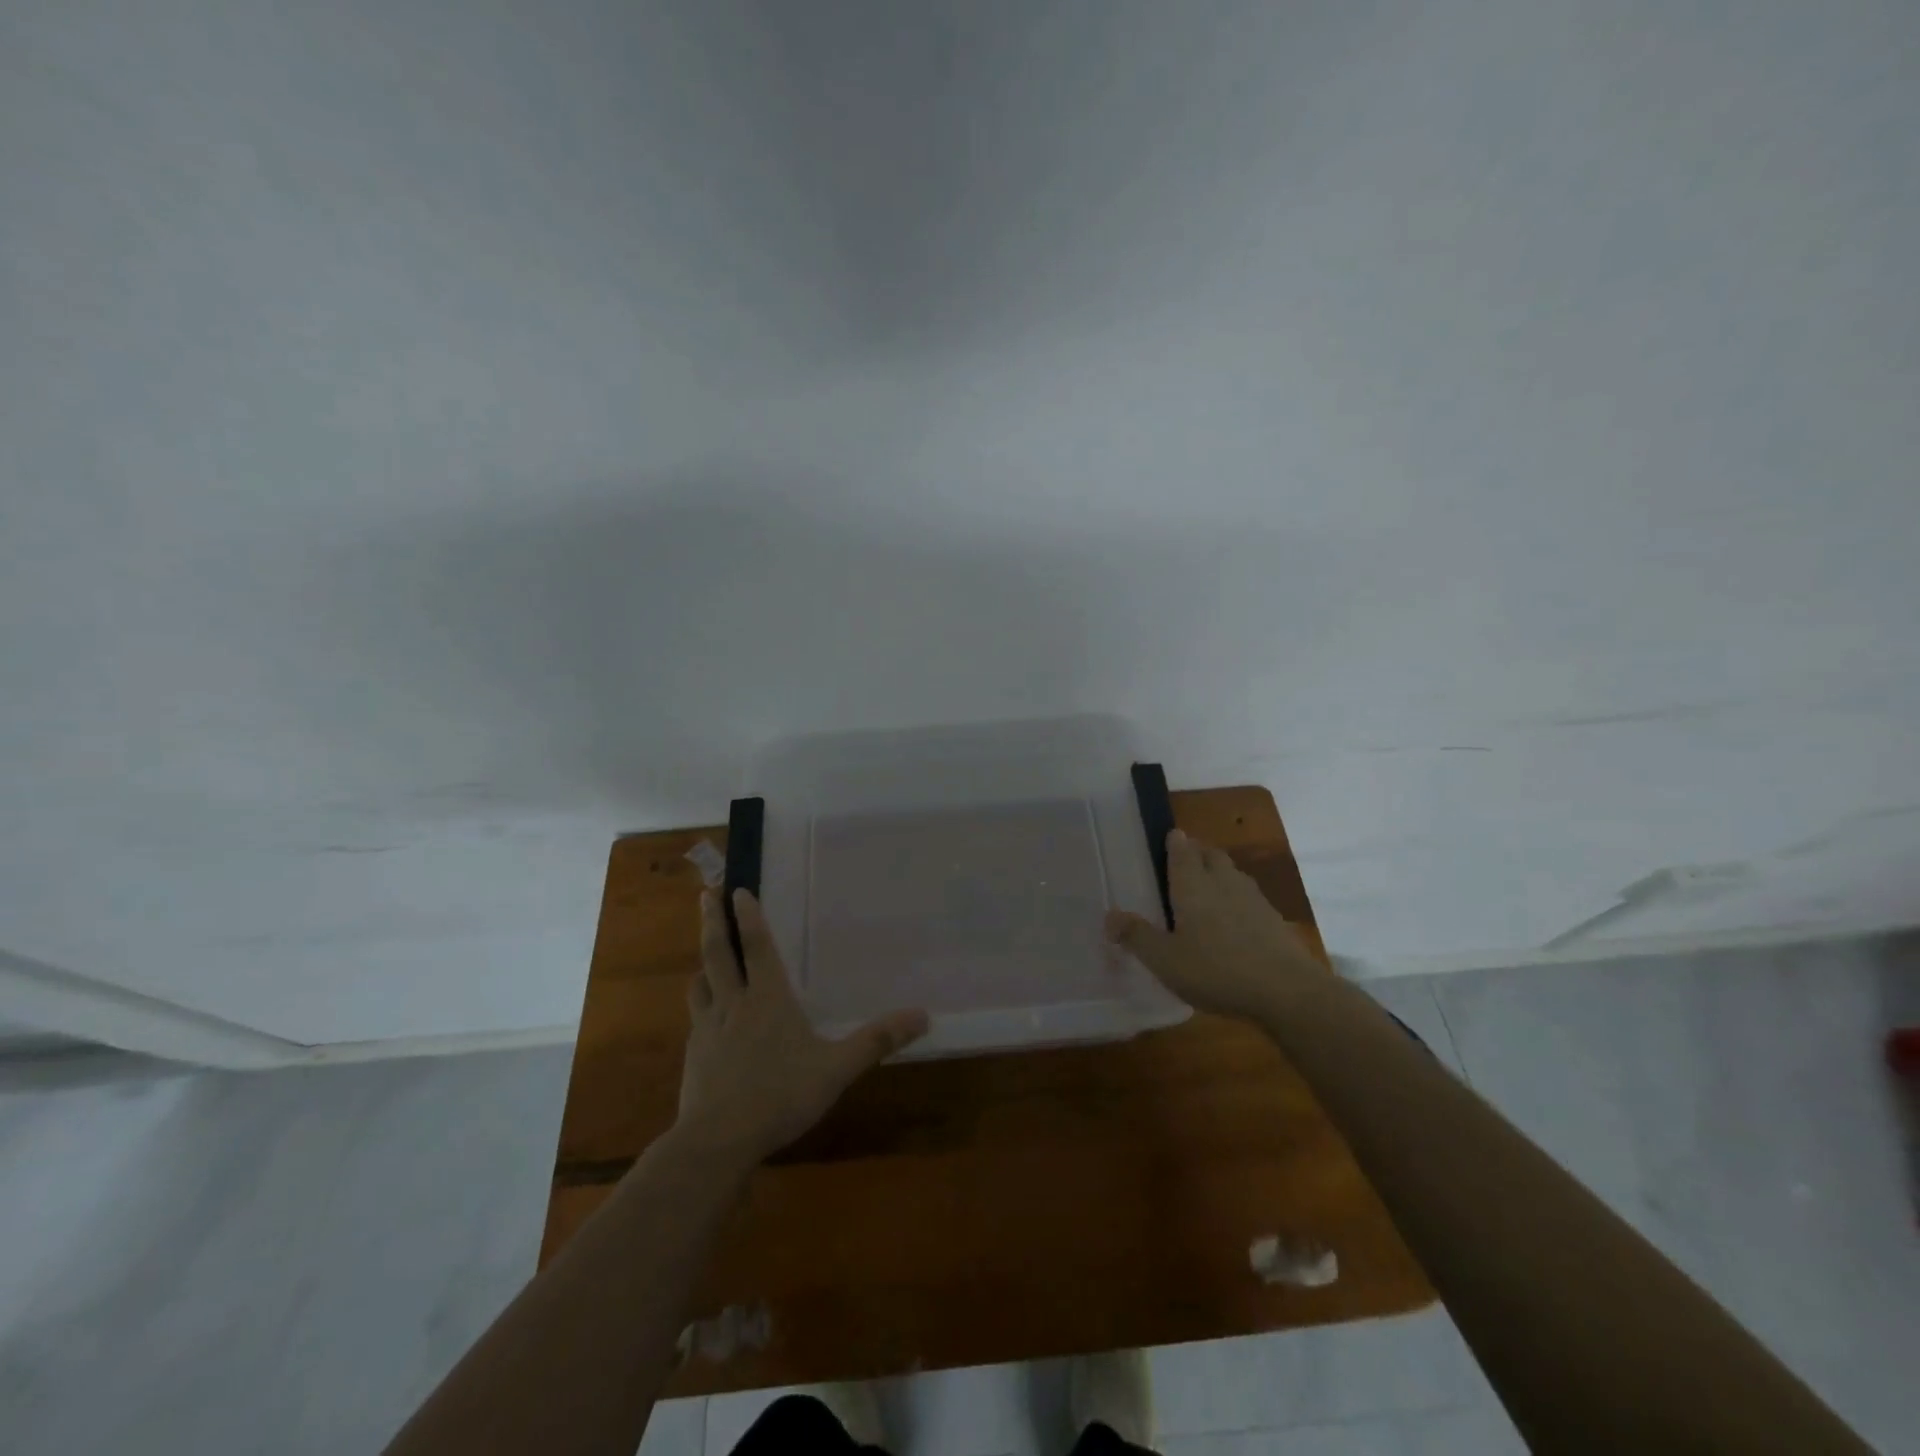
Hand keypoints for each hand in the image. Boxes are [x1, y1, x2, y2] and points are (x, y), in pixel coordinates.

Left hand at [676, 888, 928, 1163]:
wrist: (718, 1140)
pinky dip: (700, 1006)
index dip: (748, 916)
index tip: (736, 890)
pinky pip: (696, 1019)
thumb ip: (876, 1041)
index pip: (756, 946)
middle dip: (712, 923)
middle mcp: (734, 1003)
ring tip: (705, 955)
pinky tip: (705, 1019)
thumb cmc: (780, 1095)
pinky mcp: (693, 1056)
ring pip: (700, 984)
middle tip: (705, 897)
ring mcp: (708, 1029)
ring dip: (703, 964)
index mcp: (767, 998)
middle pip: (718, 953)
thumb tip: (922, 1015)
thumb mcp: (837, 1069)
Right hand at [1105, 829, 1324, 1020]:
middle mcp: (1223, 882)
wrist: (1287, 991)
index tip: (1169, 836)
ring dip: (1218, 872)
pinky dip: (1237, 898)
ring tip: (1206, 886)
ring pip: (1232, 873)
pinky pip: (1249, 896)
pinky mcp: (1274, 919)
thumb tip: (1108, 916)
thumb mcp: (1166, 960)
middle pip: (1210, 855)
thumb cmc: (1217, 970)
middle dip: (1197, 852)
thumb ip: (1136, 936)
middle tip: (1183, 861)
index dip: (1174, 841)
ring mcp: (1253, 899)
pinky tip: (1233, 919)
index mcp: (1193, 886)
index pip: (1182, 851)